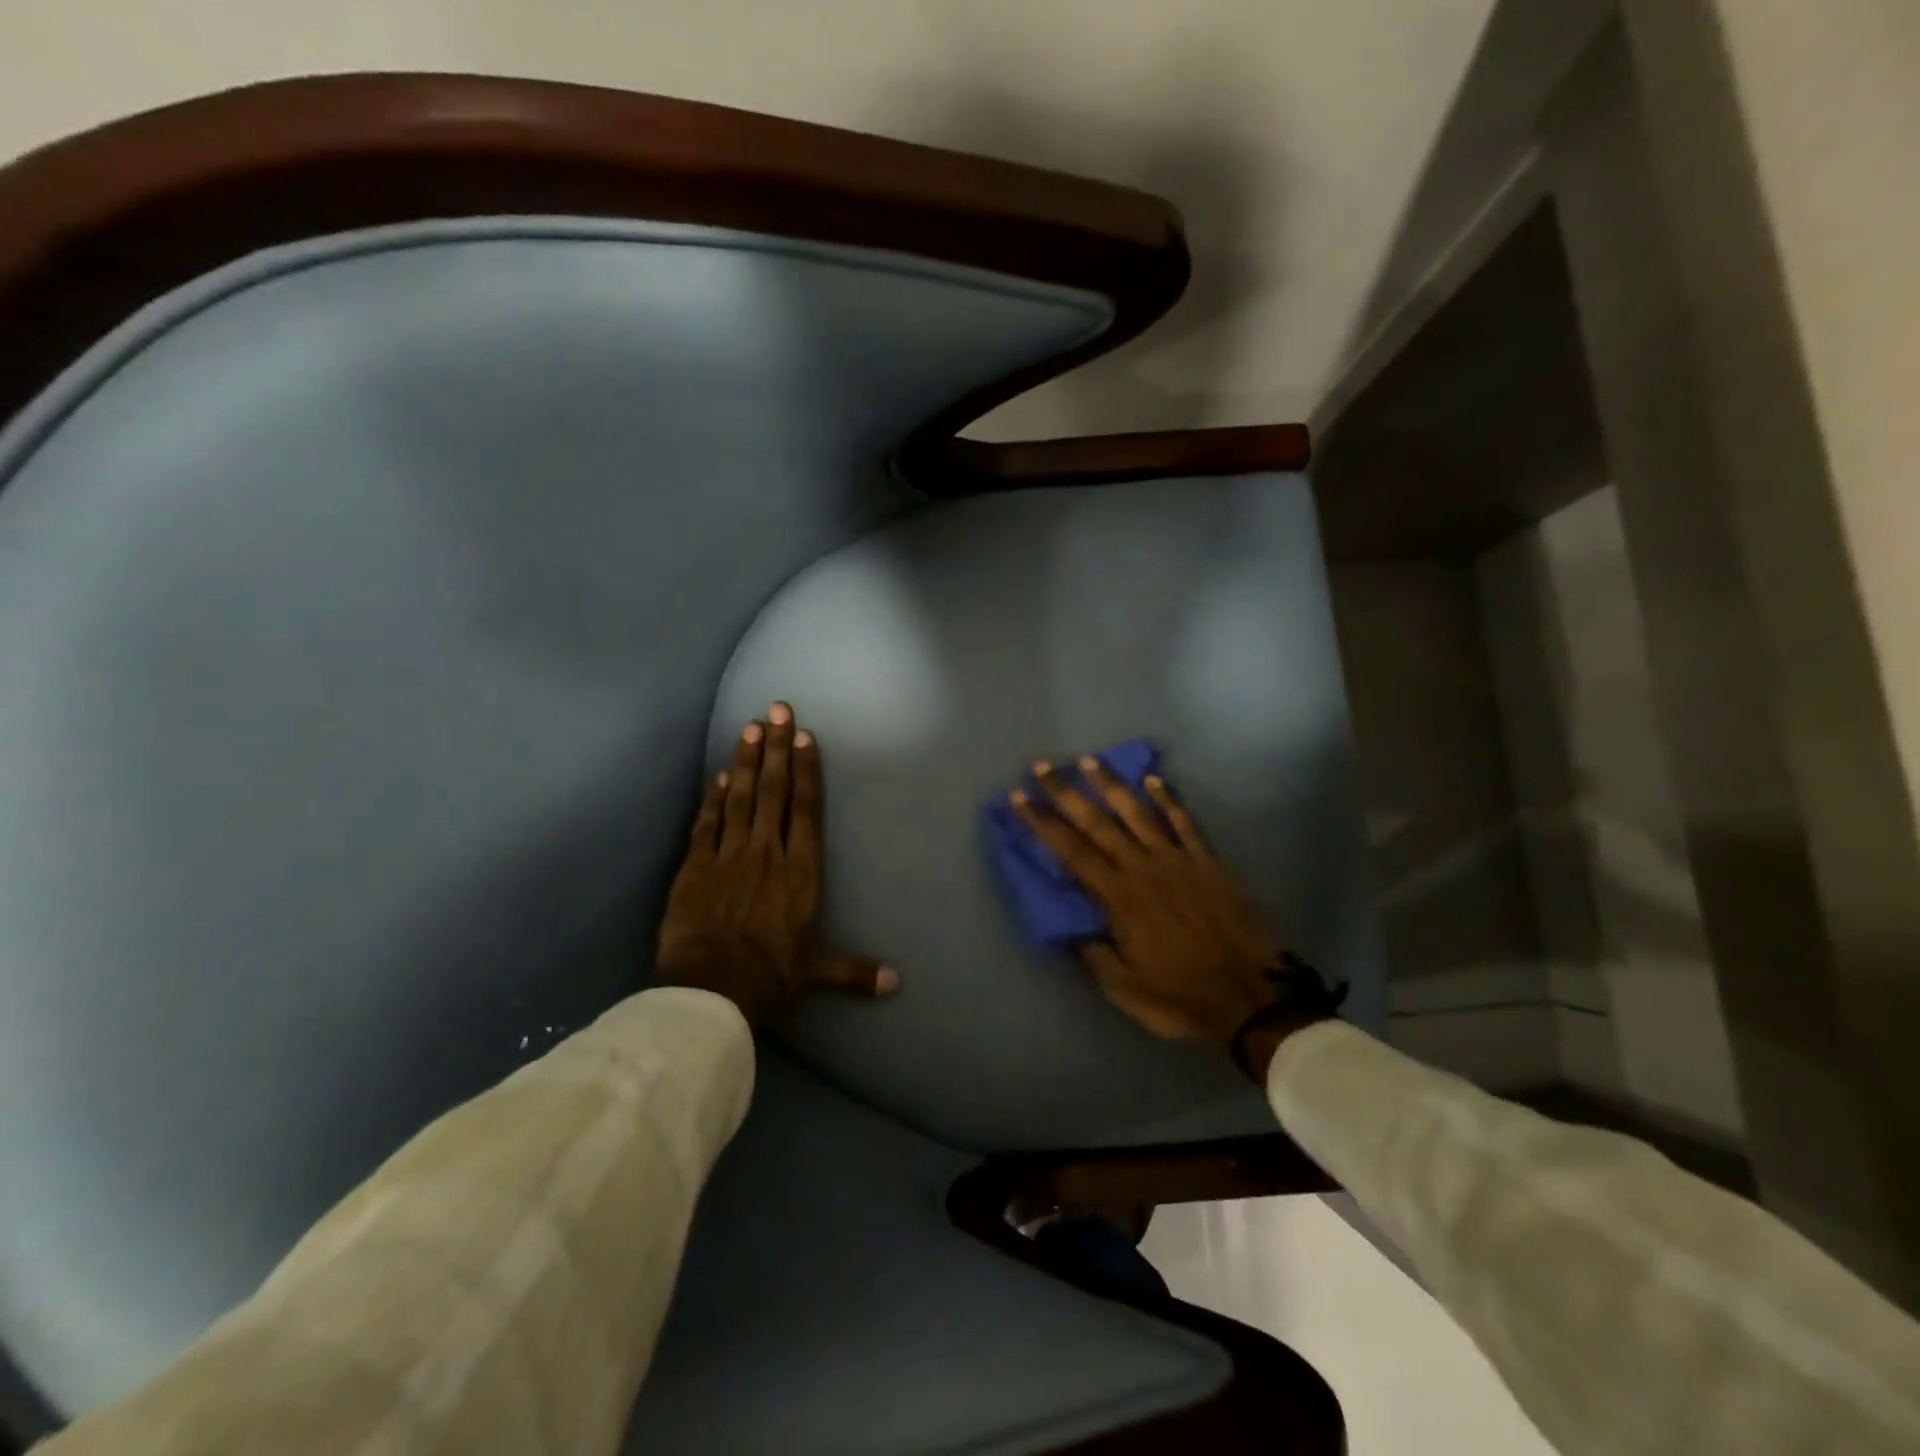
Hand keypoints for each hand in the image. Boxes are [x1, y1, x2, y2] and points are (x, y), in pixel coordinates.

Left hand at [656, 703, 897, 1029]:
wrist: (709, 990)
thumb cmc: (769, 977)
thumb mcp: (815, 974)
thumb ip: (854, 972)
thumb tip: (896, 983)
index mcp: (799, 872)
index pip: (805, 810)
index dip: (807, 772)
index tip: (805, 738)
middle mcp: (766, 853)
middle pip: (773, 792)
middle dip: (778, 749)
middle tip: (778, 709)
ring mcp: (728, 856)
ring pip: (740, 798)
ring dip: (747, 762)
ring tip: (750, 728)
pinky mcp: (695, 867)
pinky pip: (707, 824)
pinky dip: (714, 798)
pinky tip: (720, 776)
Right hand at [1010, 757, 1337, 1079]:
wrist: (1252, 998)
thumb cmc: (1181, 998)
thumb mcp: (1123, 988)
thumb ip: (1093, 952)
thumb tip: (1069, 924)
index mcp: (1119, 898)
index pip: (1070, 851)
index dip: (1042, 823)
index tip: (1019, 798)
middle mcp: (1144, 868)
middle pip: (1098, 822)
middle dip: (1066, 792)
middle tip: (1042, 767)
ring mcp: (1179, 860)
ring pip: (1139, 812)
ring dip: (1111, 784)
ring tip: (1088, 760)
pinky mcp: (1208, 861)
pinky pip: (1184, 822)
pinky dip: (1168, 799)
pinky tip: (1154, 779)